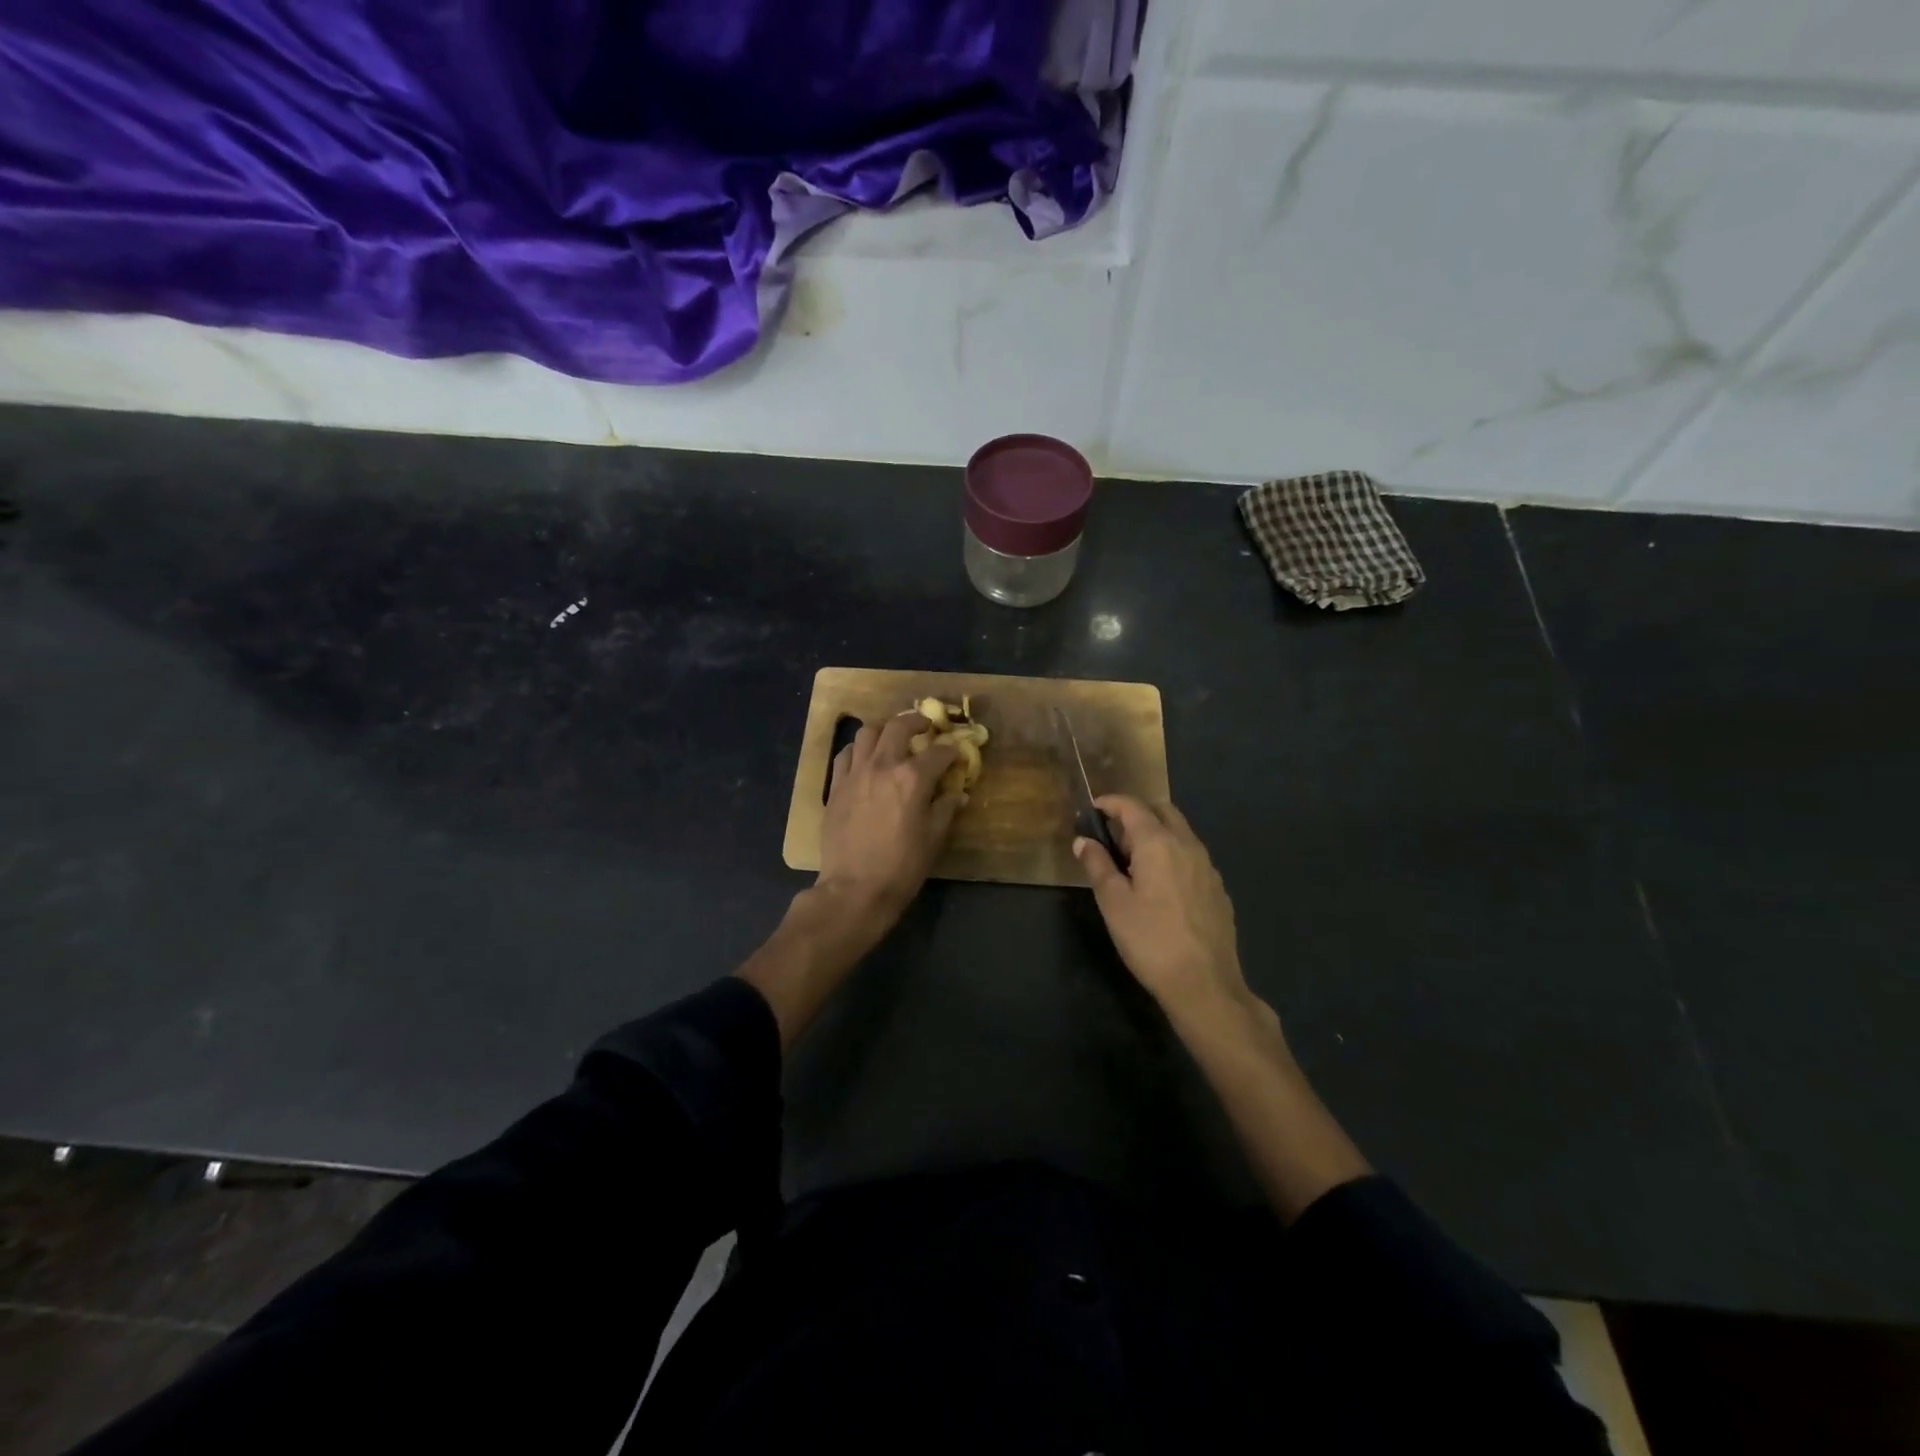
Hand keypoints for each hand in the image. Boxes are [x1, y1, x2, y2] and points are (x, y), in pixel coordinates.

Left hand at [817, 712, 962, 926]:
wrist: (855, 888)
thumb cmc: (902, 867)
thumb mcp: (934, 838)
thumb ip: (946, 808)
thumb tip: (958, 793)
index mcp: (913, 778)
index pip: (938, 752)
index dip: (951, 750)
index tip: (956, 754)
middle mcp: (883, 765)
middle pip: (899, 726)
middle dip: (916, 721)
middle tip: (925, 727)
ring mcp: (855, 773)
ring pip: (867, 733)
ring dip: (883, 731)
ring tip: (891, 740)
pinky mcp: (836, 786)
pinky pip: (845, 755)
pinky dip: (857, 750)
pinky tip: (864, 760)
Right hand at [1074, 795, 1252, 1024]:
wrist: (1205, 984)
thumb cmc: (1150, 940)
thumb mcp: (1113, 903)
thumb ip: (1097, 865)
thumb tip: (1083, 841)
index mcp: (1158, 843)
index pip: (1132, 806)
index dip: (1110, 803)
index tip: (1092, 809)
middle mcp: (1187, 845)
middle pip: (1162, 811)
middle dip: (1137, 813)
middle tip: (1113, 836)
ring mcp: (1208, 867)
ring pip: (1180, 833)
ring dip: (1156, 834)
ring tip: (1134, 863)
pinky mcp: (1218, 889)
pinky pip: (1192, 857)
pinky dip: (1173, 855)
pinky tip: (1162, 887)